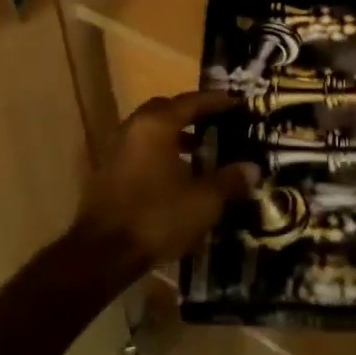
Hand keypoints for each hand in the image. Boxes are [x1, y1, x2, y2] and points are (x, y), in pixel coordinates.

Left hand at [73, 90, 255, 273]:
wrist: (103, 253)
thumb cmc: (157, 217)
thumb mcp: (203, 201)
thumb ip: (229, 180)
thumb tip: (253, 169)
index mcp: (156, 125)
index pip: (190, 102)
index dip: (215, 101)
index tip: (236, 101)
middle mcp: (133, 128)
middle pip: (165, 110)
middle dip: (190, 114)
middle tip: (215, 123)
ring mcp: (115, 149)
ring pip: (150, 130)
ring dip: (173, 135)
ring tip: (199, 151)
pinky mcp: (107, 171)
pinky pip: (138, 149)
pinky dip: (158, 152)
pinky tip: (175, 175)